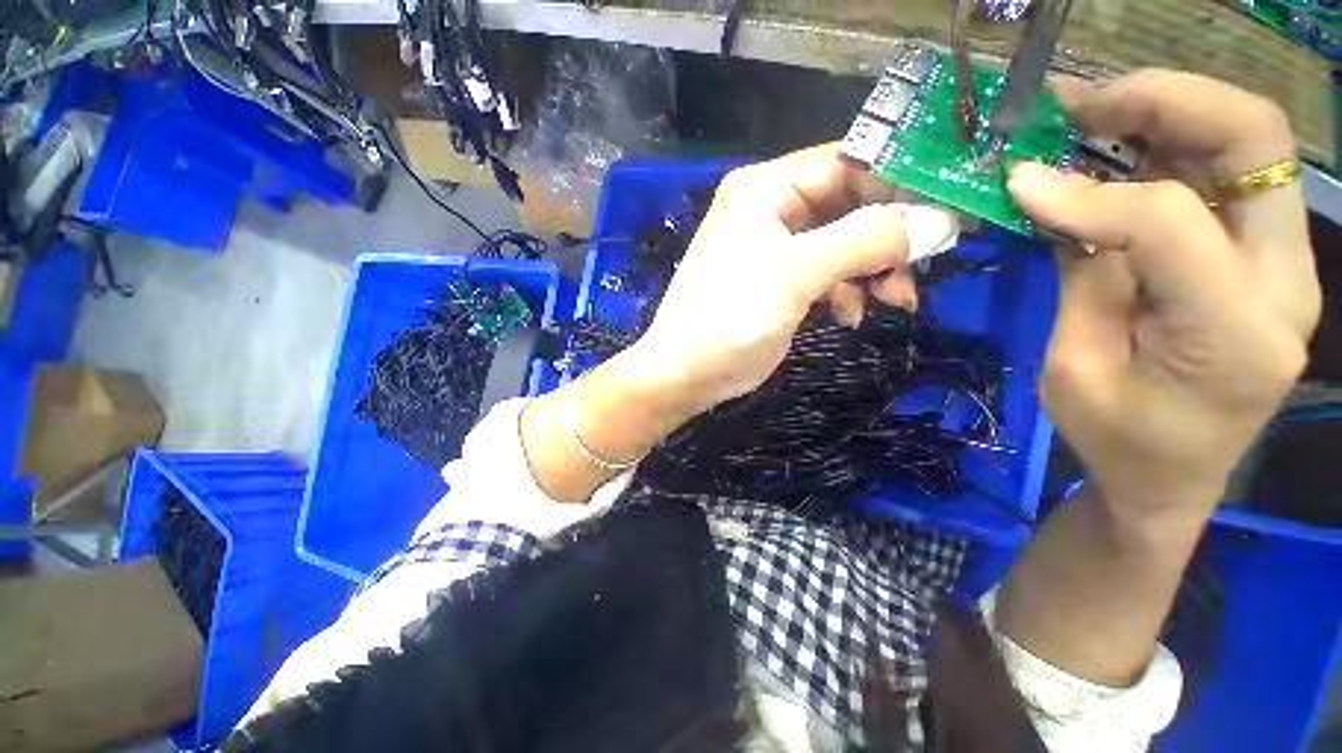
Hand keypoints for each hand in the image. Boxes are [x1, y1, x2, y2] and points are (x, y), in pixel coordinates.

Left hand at [629, 145, 922, 411]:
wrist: (687, 374)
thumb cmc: (729, 319)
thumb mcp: (795, 275)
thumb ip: (864, 241)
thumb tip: (939, 221)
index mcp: (764, 190)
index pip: (846, 163)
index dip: (899, 181)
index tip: (949, 207)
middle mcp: (770, 210)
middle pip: (849, 205)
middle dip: (888, 237)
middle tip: (926, 264)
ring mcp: (776, 249)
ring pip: (844, 243)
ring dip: (873, 269)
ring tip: (894, 300)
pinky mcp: (781, 282)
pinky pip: (828, 274)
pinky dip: (847, 291)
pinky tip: (850, 316)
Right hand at [1008, 70, 1320, 511]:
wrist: (1171, 477)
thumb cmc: (1115, 439)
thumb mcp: (1074, 370)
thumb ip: (1081, 275)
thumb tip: (1048, 193)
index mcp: (1235, 334)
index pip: (1170, 221)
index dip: (1088, 192)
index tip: (1019, 181)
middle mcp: (1282, 283)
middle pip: (1252, 139)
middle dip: (1160, 100)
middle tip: (1076, 104)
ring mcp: (1283, 263)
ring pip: (1248, 140)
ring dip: (1165, 110)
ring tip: (1089, 113)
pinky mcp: (1265, 256)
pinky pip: (1229, 171)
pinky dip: (1171, 144)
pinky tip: (1119, 147)